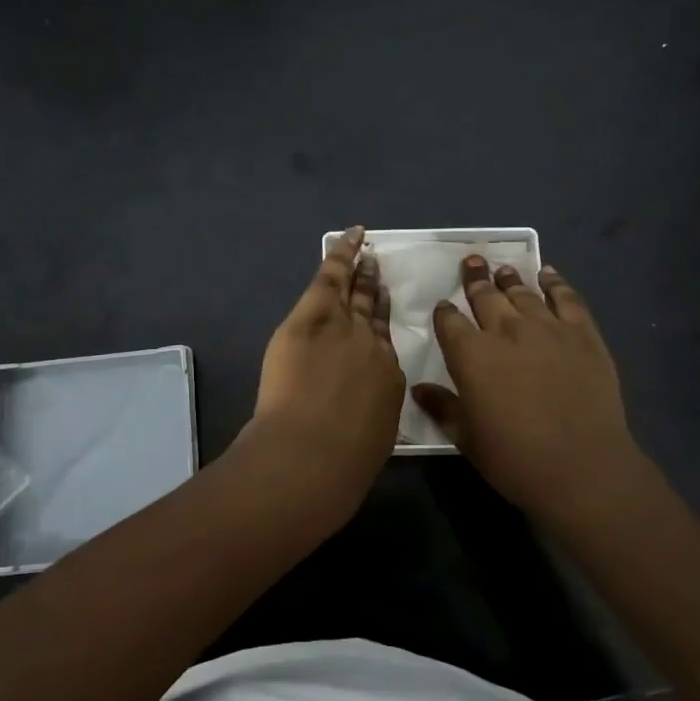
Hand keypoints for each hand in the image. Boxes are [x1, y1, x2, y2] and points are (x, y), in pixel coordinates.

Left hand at [243, 226, 404, 510]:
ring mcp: (343, 327)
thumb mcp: (370, 439)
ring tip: (365, 254)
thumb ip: (368, 414)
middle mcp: (373, 346)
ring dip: (360, 271)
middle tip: (377, 270)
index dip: (381, 327)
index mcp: (388, 380)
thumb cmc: (341, 463)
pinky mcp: (311, 318)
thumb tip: (361, 409)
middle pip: (373, 312)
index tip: (381, 313)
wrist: (313, 454)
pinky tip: (349, 238)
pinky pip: (330, 277)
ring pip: (354, 291)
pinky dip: (341, 255)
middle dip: (375, 291)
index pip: (385, 346)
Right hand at [413, 256, 641, 531]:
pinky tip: (548, 274)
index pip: (450, 321)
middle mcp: (506, 331)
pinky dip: (554, 283)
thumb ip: (442, 407)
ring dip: (509, 278)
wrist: (582, 467)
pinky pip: (566, 298)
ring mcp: (547, 329)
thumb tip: (418, 388)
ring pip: (522, 293)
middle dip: (475, 279)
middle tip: (471, 262)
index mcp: (471, 355)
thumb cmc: (514, 458)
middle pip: (485, 296)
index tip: (443, 306)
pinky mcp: (583, 334)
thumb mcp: (466, 438)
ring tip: (503, 268)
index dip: (444, 312)